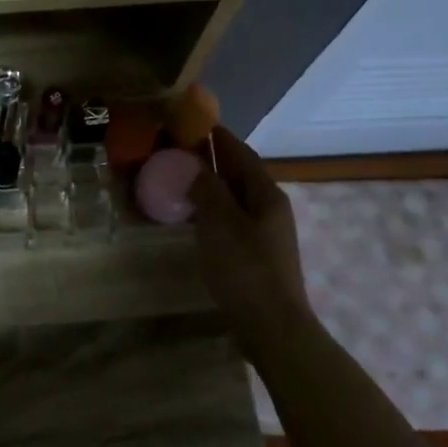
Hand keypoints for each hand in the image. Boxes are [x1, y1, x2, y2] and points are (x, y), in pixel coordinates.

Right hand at [189, 124, 312, 321]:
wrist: (272, 326)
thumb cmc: (245, 270)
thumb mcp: (220, 224)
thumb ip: (207, 189)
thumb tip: (194, 165)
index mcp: (266, 193)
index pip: (239, 152)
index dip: (216, 135)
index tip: (190, 120)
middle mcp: (269, 206)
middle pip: (238, 172)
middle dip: (210, 158)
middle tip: (175, 148)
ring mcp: (265, 230)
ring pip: (233, 195)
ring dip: (209, 183)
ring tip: (177, 176)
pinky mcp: (255, 251)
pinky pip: (230, 216)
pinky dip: (211, 207)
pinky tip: (191, 213)